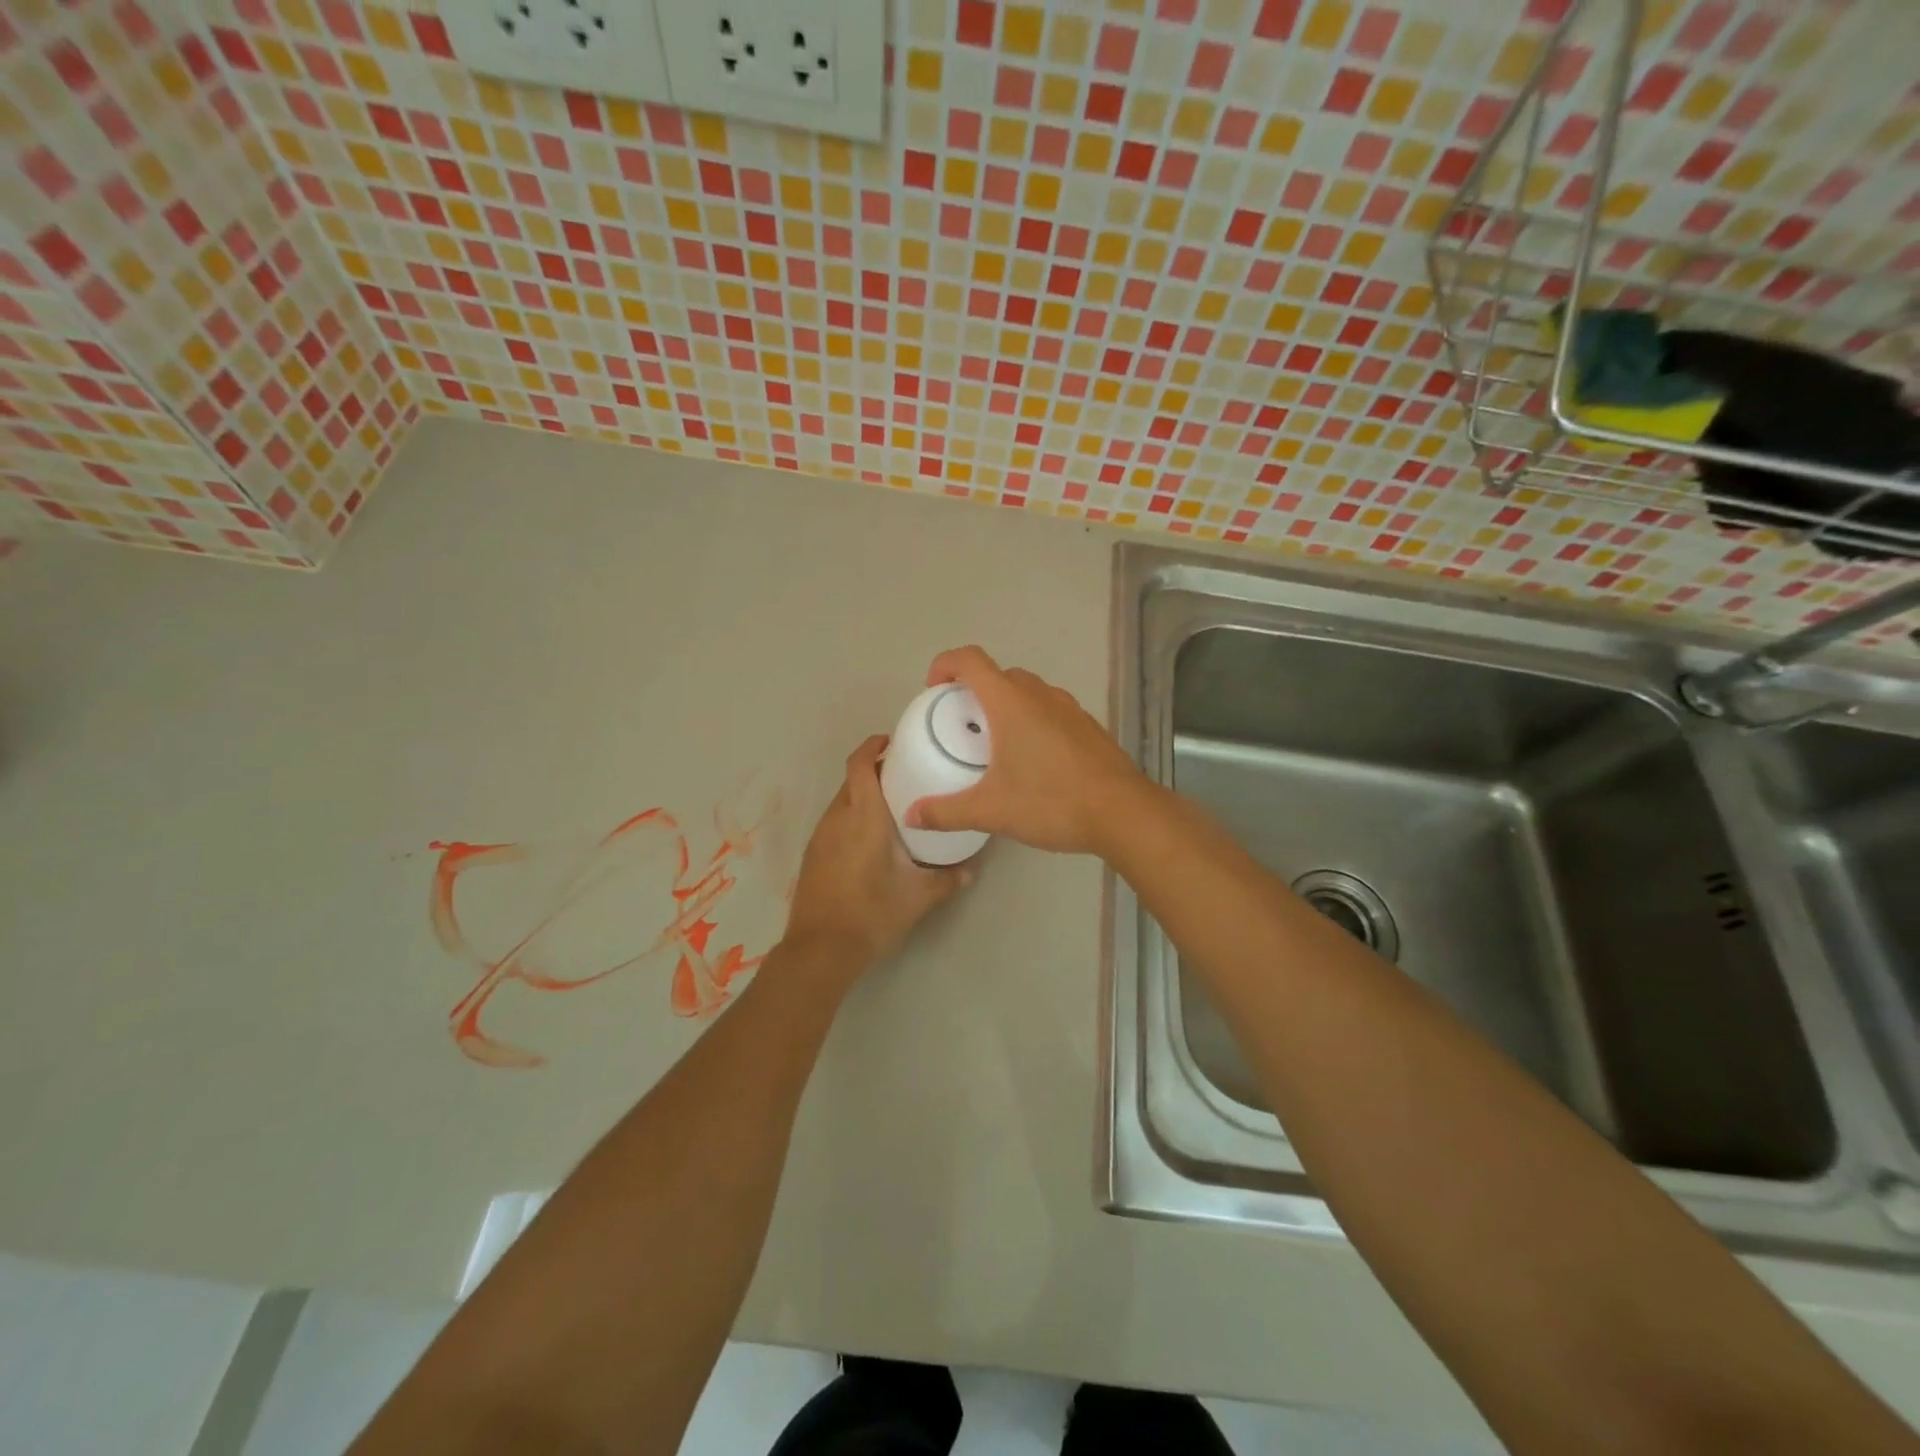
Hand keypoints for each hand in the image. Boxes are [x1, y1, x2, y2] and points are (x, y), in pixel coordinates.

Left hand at [782, 736, 971, 980]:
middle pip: (853, 780)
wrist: (820, 950)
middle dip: (875, 772)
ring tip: (894, 808)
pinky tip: (871, 840)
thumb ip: (947, 880)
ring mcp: (820, 837)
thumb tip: (971, 870)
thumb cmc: (872, 913)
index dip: (873, 746)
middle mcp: (837, 818)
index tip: (893, 741)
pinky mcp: (813, 856)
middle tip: (907, 777)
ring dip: (863, 797)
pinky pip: (835, 823)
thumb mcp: (918, 897)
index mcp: (863, 816)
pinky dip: (852, 818)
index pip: (860, 764)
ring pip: (842, 802)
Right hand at [905, 646, 1147, 855]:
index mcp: (1011, 703)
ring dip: (1006, 705)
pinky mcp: (1089, 726)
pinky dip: (1033, 720)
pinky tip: (1034, 761)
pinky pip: (1051, 709)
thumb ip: (947, 811)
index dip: (945, 665)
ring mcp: (1070, 708)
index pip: (970, 660)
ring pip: (1028, 691)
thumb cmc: (1052, 802)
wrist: (1123, 813)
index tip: (933, 691)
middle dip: (974, 690)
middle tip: (962, 726)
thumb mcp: (991, 811)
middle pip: (999, 674)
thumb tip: (911, 815)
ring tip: (996, 745)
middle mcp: (1040, 695)